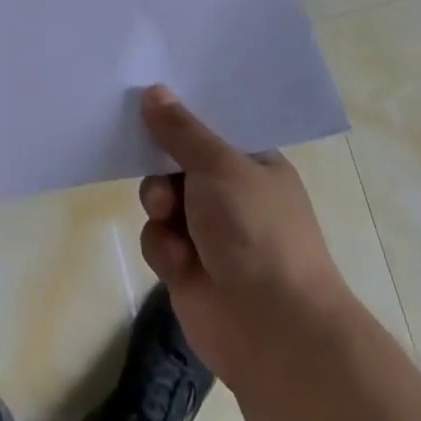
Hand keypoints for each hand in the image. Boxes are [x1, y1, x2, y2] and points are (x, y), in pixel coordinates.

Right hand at [138, 86, 352, 392]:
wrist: (274, 331)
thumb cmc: (256, 230)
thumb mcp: (219, 165)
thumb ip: (181, 130)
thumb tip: (153, 90)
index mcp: (252, 162)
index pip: (211, 125)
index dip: (181, 112)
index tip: (149, 95)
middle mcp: (230, 193)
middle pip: (178, 160)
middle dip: (161, 160)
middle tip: (146, 152)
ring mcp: (208, 232)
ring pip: (161, 197)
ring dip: (158, 201)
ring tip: (166, 211)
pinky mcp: (187, 268)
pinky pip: (157, 239)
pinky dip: (163, 247)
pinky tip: (179, 261)